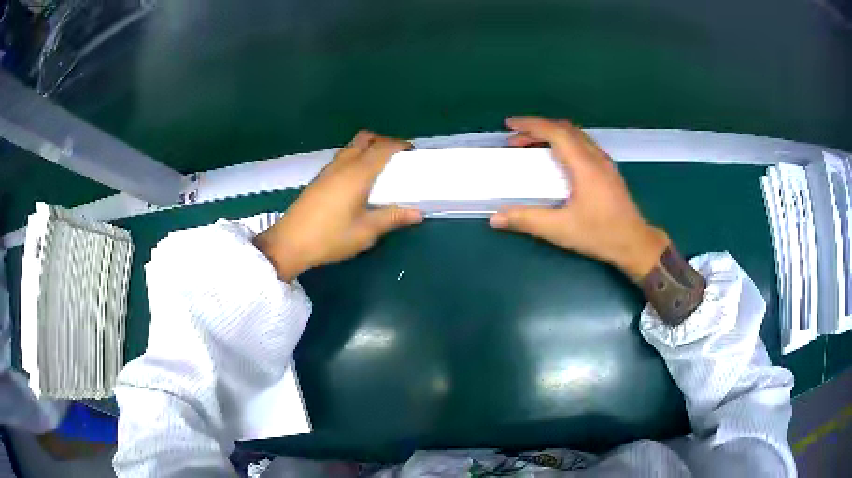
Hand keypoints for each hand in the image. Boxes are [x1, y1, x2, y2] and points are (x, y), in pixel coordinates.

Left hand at [254, 131, 422, 280]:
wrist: (289, 242)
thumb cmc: (330, 237)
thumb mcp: (366, 232)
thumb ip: (392, 218)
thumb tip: (418, 213)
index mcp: (357, 173)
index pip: (382, 148)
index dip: (399, 145)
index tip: (412, 153)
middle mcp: (343, 165)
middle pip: (365, 139)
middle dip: (383, 142)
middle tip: (395, 160)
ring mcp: (328, 170)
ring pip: (351, 147)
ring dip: (367, 150)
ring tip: (379, 171)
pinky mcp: (319, 179)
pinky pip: (342, 158)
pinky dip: (355, 159)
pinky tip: (357, 183)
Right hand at [489, 116, 669, 279]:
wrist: (635, 243)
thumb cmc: (600, 234)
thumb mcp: (561, 230)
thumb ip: (527, 220)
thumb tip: (495, 218)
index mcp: (584, 166)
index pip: (555, 132)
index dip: (531, 125)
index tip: (509, 125)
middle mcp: (595, 157)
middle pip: (565, 129)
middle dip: (538, 129)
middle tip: (516, 139)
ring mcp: (605, 162)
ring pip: (576, 135)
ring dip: (552, 134)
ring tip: (533, 146)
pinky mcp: (609, 170)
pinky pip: (584, 144)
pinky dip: (565, 142)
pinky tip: (558, 158)